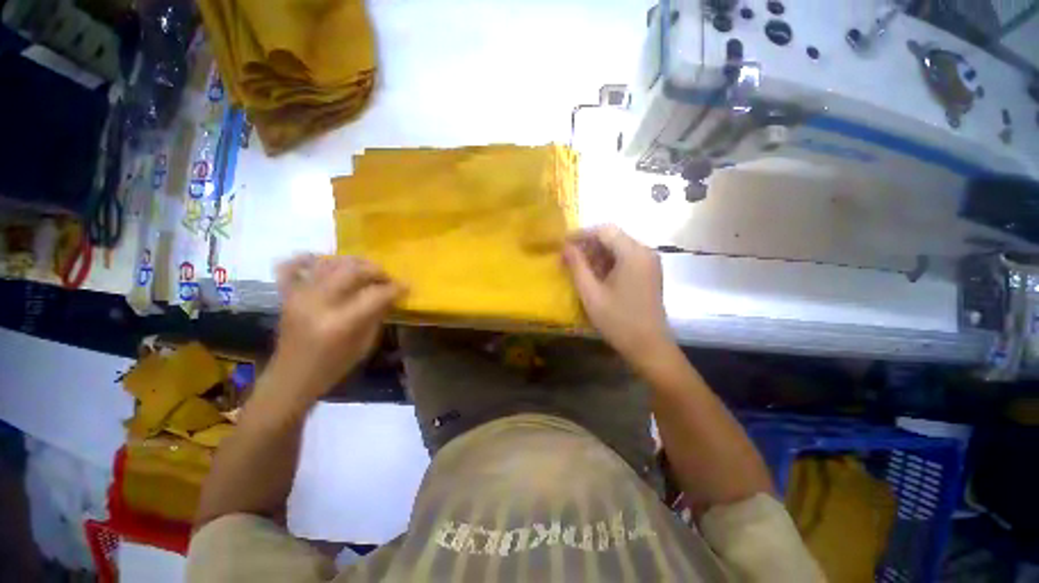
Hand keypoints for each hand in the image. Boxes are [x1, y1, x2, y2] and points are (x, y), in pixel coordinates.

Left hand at [265, 255, 404, 403]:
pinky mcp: (286, 295)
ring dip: (352, 262)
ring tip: (364, 270)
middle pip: (353, 271)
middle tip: (387, 278)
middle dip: (376, 270)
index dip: (395, 288)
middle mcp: (318, 303)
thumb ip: (377, 315)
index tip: (407, 286)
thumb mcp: (364, 344)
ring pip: (329, 263)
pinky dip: (306, 259)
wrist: (292, 377)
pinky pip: (291, 267)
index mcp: (341, 323)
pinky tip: (322, 261)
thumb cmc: (334, 366)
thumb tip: (390, 295)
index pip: (376, 294)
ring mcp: (299, 296)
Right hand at [563, 225, 672, 367]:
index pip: (604, 230)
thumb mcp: (591, 293)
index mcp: (633, 254)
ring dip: (598, 254)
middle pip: (613, 237)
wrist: (649, 346)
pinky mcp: (649, 273)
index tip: (563, 244)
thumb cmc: (618, 320)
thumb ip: (577, 266)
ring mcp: (650, 262)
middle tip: (568, 259)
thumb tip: (565, 246)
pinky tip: (596, 276)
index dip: (581, 234)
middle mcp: (645, 252)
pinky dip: (609, 262)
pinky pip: (626, 258)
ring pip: (619, 247)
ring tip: (579, 268)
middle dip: (588, 245)